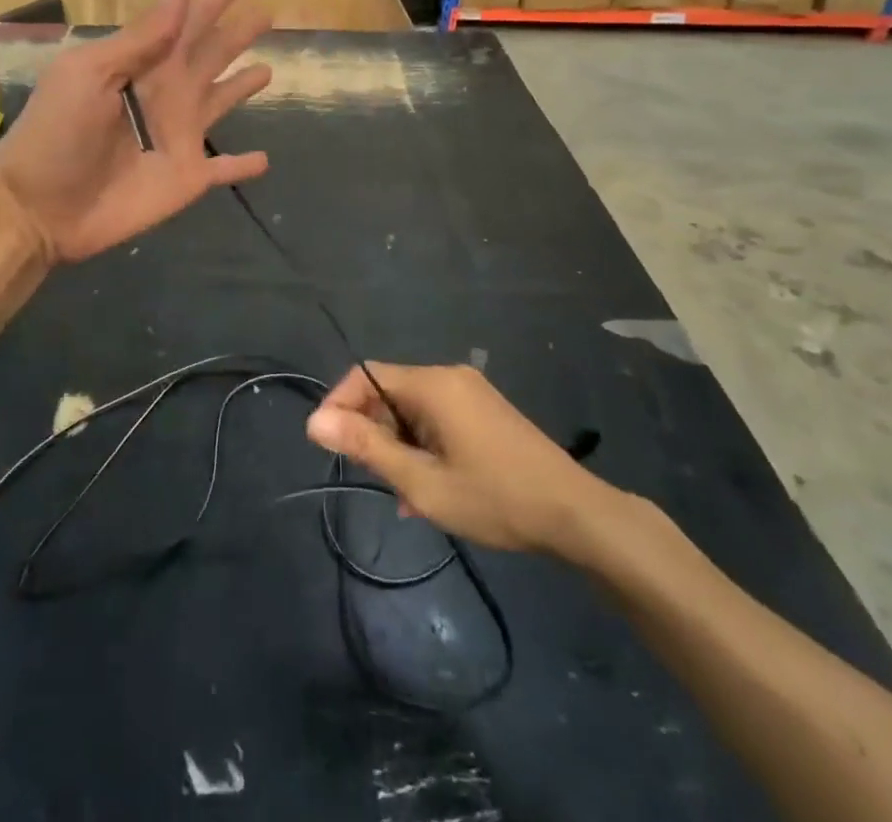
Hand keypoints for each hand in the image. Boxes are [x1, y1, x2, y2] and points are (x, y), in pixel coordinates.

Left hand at [0, 0, 272, 263]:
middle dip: (238, 31)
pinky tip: (264, 160)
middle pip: (213, 53)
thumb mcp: (89, 74)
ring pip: (223, 101)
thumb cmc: (56, 133)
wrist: (39, 208)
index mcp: (144, 62)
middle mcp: (169, 93)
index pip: (189, 17)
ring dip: (244, 85)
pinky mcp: (188, 178)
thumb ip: (140, 38)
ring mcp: (181, 137)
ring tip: (269, 69)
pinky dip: (243, 166)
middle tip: (269, 11)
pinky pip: (224, 169)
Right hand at [305, 362, 612, 558]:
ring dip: (398, 444)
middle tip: (371, 478)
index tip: (326, 444)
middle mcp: (449, 377)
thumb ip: (368, 448)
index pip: (366, 376)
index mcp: (432, 384)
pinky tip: (427, 488)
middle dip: (372, 431)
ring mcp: (470, 393)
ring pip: (412, 409)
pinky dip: (422, 445)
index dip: (340, 405)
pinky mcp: (484, 411)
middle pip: (389, 392)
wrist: (576, 514)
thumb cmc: (495, 498)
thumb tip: (315, 422)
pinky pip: (437, 418)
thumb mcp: (423, 483)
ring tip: (401, 494)